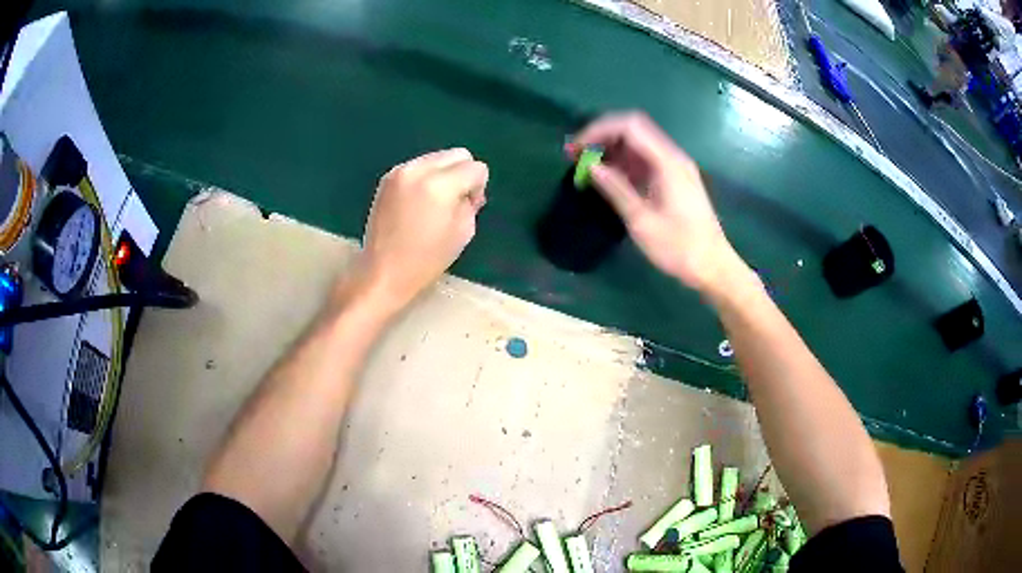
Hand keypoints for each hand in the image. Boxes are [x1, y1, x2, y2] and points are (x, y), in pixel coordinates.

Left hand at [357, 148, 487, 307]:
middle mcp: (418, 170)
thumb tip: (468, 190)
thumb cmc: (426, 259)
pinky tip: (419, 202)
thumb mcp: (463, 233)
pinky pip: (418, 166)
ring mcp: (400, 171)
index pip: (475, 168)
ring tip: (436, 202)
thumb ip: (471, 203)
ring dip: (444, 174)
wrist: (383, 271)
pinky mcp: (388, 178)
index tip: (470, 206)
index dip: (479, 187)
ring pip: (437, 158)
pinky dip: (426, 177)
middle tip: (456, 201)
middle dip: (463, 173)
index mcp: (439, 186)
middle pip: (457, 154)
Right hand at [569, 112, 745, 292]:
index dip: (599, 130)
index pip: (629, 127)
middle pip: (634, 130)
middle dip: (603, 136)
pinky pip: (645, 160)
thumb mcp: (642, 221)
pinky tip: (608, 177)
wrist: (713, 266)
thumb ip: (616, 189)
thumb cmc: (679, 247)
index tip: (576, 148)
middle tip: (576, 154)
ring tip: (586, 166)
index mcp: (667, 162)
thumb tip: (591, 166)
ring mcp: (675, 167)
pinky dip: (624, 163)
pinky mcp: (674, 179)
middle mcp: (672, 157)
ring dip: (611, 149)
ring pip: (638, 144)